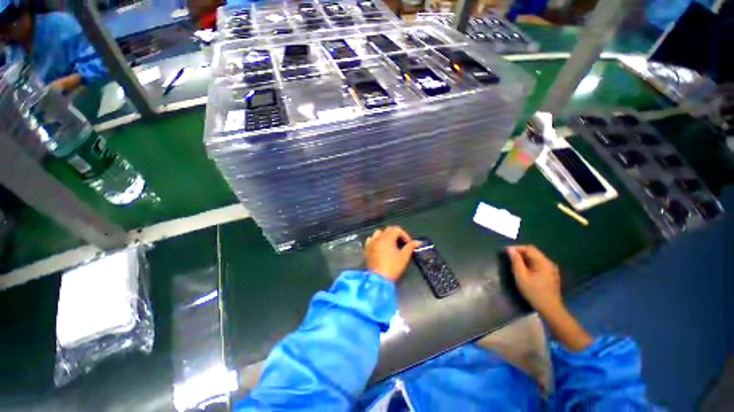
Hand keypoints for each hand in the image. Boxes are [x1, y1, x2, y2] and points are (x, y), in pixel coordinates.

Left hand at [364, 226, 420, 281]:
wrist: (378, 279)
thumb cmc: (392, 267)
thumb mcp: (404, 257)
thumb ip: (410, 247)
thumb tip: (418, 242)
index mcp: (388, 238)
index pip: (397, 230)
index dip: (405, 235)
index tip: (409, 243)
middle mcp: (378, 237)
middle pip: (388, 229)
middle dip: (396, 234)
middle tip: (402, 243)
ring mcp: (371, 242)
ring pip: (379, 232)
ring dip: (386, 235)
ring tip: (391, 243)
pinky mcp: (366, 248)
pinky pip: (371, 239)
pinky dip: (376, 240)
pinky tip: (380, 246)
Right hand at [507, 245, 562, 315]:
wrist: (550, 309)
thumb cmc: (534, 292)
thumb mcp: (521, 276)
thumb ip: (516, 261)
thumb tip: (510, 249)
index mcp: (543, 262)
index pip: (529, 248)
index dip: (516, 248)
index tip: (505, 251)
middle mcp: (549, 263)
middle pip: (533, 252)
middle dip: (520, 253)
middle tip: (508, 257)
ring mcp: (551, 269)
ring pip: (536, 258)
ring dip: (524, 258)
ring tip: (514, 263)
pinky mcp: (551, 275)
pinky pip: (539, 264)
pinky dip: (530, 264)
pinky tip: (524, 270)